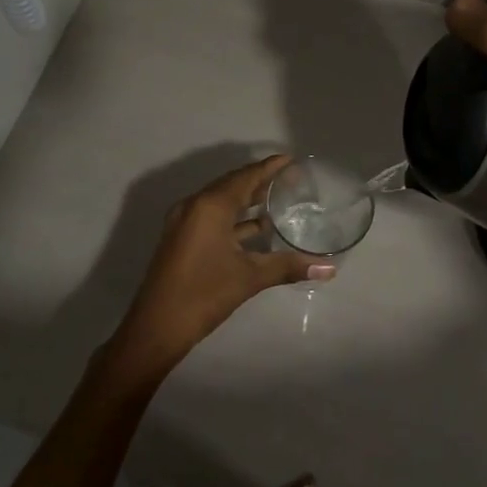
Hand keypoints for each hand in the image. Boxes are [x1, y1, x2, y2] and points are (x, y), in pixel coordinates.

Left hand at [105, 156, 331, 378]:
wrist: (157, 326)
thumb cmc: (204, 294)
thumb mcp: (249, 278)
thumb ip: (288, 266)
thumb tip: (329, 269)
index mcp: (210, 206)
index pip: (245, 177)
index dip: (268, 168)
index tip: (290, 160)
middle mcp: (194, 206)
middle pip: (232, 186)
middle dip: (260, 182)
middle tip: (289, 180)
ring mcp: (184, 223)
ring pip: (221, 203)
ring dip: (247, 202)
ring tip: (278, 202)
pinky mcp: (181, 239)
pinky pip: (212, 218)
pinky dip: (235, 220)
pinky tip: (257, 230)